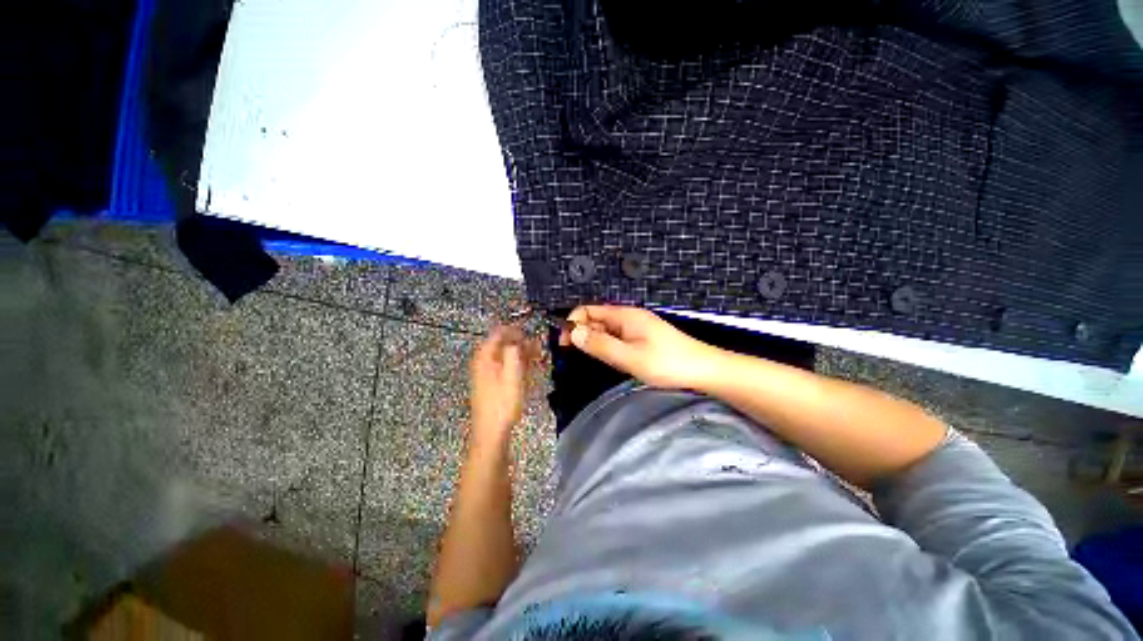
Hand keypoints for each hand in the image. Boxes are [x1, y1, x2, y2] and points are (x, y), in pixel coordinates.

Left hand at [469, 326, 534, 441]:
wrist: (491, 432)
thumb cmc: (503, 403)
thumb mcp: (512, 374)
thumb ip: (514, 352)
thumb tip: (518, 337)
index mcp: (485, 356)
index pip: (499, 332)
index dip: (516, 330)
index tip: (532, 333)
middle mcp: (482, 361)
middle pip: (502, 343)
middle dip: (521, 343)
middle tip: (538, 346)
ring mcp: (485, 373)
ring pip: (504, 355)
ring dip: (521, 354)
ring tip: (537, 356)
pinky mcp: (490, 383)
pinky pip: (504, 366)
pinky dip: (516, 364)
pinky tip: (527, 370)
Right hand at [558, 305, 722, 389]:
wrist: (703, 371)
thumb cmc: (667, 363)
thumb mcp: (629, 356)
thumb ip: (600, 345)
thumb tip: (573, 333)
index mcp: (624, 315)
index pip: (589, 310)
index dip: (573, 322)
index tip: (563, 342)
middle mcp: (628, 317)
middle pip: (596, 319)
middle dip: (581, 333)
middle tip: (571, 353)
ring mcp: (636, 328)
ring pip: (606, 330)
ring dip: (594, 341)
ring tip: (590, 359)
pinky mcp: (642, 339)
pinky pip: (617, 339)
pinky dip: (607, 346)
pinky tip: (609, 359)